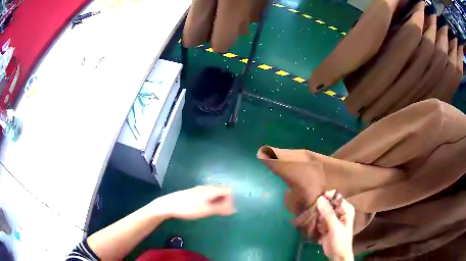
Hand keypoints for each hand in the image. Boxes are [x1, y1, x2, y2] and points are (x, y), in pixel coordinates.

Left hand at [154, 186, 235, 219]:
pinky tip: (203, 208)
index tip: (227, 210)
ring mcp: (198, 189)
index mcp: (210, 190)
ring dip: (217, 201)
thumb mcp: (206, 210)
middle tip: (220, 212)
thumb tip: (234, 208)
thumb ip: (221, 208)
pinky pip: (207, 195)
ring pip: (213, 193)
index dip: (230, 200)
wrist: (169, 204)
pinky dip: (210, 201)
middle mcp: (206, 187)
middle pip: (221, 191)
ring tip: (212, 211)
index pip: (227, 191)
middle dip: (224, 201)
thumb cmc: (188, 208)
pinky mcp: (193, 193)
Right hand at [316, 190, 354, 260]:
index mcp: (346, 209)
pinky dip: (316, 221)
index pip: (335, 197)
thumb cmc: (340, 240)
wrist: (337, 255)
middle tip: (312, 211)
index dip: (326, 196)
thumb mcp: (335, 227)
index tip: (314, 199)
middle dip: (319, 207)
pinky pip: (319, 219)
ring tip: (313, 220)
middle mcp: (340, 211)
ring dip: (316, 215)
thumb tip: (319, 198)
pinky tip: (315, 226)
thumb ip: (328, 213)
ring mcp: (333, 218)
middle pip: (328, 203)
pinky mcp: (326, 225)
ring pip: (322, 211)